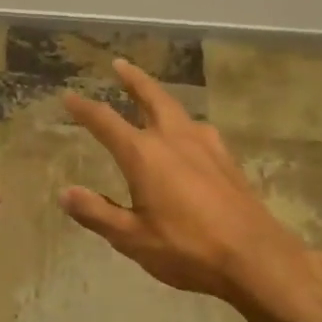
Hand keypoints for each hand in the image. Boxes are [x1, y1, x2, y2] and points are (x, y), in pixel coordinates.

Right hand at [60, 60, 317, 309]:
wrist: (255, 256)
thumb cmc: (187, 249)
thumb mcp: (132, 238)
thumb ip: (97, 213)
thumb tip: (65, 193)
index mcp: (144, 155)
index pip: (105, 122)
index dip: (84, 108)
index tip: (68, 95)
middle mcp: (173, 139)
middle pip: (151, 97)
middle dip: (133, 79)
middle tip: (120, 64)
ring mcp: (205, 145)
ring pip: (177, 109)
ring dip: (159, 96)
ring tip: (151, 96)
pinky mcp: (226, 158)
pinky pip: (198, 128)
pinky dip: (183, 121)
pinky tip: (187, 134)